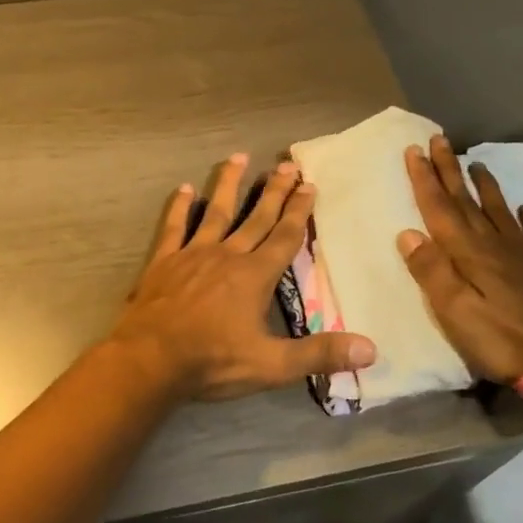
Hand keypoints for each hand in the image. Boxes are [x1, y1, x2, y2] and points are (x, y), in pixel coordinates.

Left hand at [109, 153, 376, 402]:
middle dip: (274, 191)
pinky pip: (174, 227)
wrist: (151, 358)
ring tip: (238, 157)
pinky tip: (183, 189)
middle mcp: (227, 255)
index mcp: (255, 276)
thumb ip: (319, 354)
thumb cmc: (213, 361)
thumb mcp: (272, 365)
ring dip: (228, 184)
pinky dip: (179, 208)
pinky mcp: (164, 260)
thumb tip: (371, 350)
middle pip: (256, 217)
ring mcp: (193, 254)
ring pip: (216, 211)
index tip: (309, 185)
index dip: (299, 211)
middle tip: (287, 164)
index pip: (284, 237)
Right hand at [397, 136, 522, 391]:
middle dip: (450, 170)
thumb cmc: (503, 339)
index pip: (440, 208)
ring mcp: (522, 256)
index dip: (424, 179)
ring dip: (486, 187)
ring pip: (499, 211)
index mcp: (468, 252)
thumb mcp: (455, 311)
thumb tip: (408, 234)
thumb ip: (432, 272)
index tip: (413, 149)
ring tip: (478, 164)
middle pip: (467, 201)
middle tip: (440, 139)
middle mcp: (493, 245)